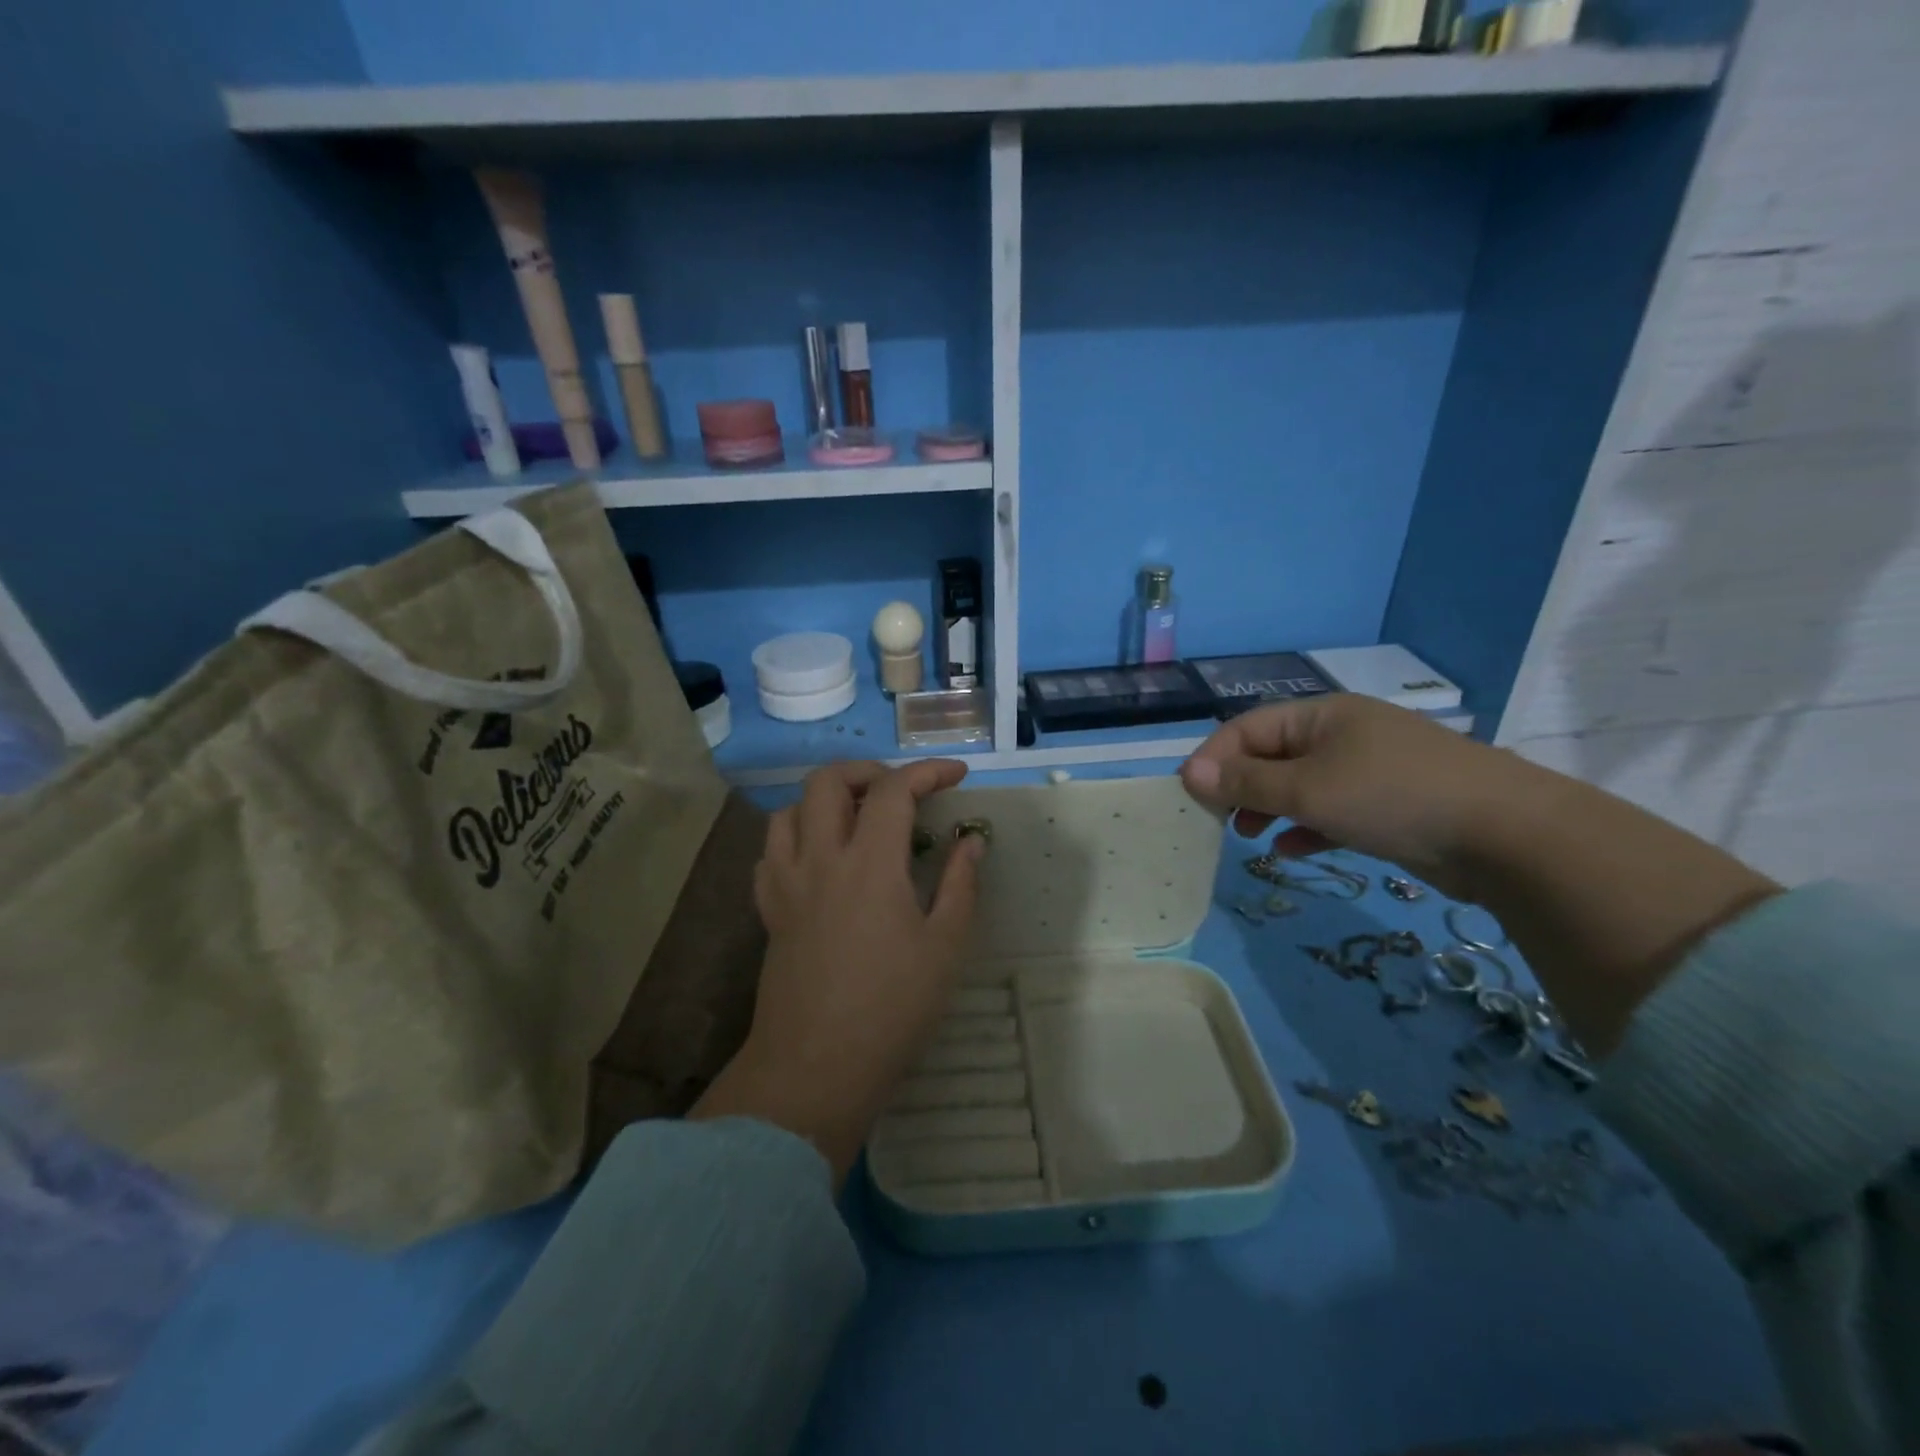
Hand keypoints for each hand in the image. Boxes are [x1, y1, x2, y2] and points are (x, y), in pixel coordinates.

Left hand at [691, 759, 981, 1183]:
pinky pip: (770, 851)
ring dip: (825, 799)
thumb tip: (970, 840)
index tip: (956, 776)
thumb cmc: (892, 1009)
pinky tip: (819, 858)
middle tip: (900, 791)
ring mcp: (787, 883)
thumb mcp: (945, 947)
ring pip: (789, 809)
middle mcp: (822, 859)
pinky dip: (795, 836)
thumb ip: (960, 884)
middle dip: (867, 771)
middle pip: (827, 781)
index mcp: (871, 864)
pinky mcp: (769, 910)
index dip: (927, 772)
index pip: (894, 790)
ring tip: (857, 818)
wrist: (815, 1067)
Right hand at [1179, 694, 1528, 897]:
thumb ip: (1246, 784)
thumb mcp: (1307, 790)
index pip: (1248, 728)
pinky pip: (1332, 810)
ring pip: (1301, 785)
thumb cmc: (1391, 797)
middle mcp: (1343, 734)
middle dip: (1241, 787)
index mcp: (1322, 715)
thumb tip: (1189, 773)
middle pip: (1273, 755)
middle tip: (1219, 820)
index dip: (1214, 758)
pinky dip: (1307, 827)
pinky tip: (1292, 851)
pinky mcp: (1389, 804)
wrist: (1506, 835)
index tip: (1190, 795)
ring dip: (1270, 809)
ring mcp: (1369, 769)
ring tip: (1248, 838)